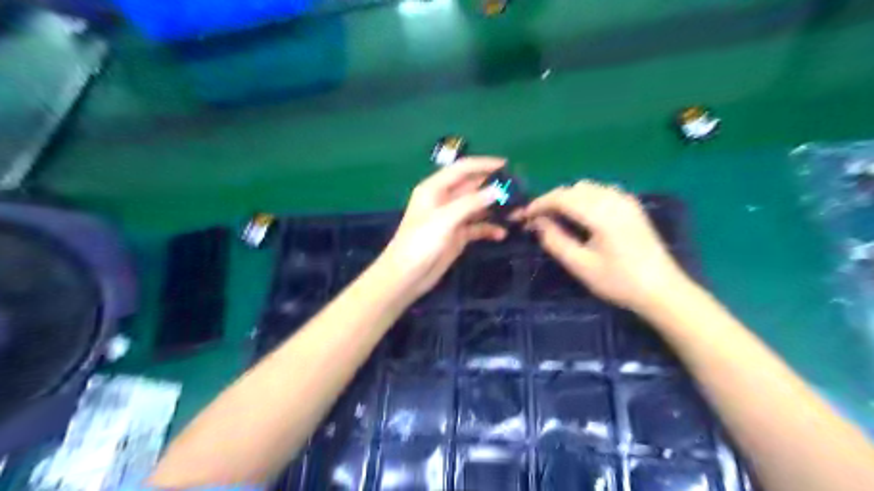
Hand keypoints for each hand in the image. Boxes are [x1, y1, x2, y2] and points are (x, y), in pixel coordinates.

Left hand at [380, 157, 509, 300]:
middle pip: (472, 186)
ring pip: (477, 207)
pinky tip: (501, 234)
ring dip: (494, 208)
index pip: (462, 169)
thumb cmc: (421, 242)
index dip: (483, 164)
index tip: (506, 164)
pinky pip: (477, 227)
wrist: (408, 275)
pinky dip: (489, 228)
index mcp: (435, 188)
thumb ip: (471, 203)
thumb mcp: (445, 219)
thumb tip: (497, 190)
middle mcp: (444, 200)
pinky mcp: (458, 235)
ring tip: (516, 210)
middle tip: (518, 188)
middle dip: (492, 186)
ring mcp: (452, 218)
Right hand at [514, 180, 692, 314]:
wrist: (663, 290)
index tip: (524, 217)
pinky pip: (600, 192)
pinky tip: (580, 217)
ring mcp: (625, 200)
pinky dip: (584, 199)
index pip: (561, 197)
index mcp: (601, 213)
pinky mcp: (632, 206)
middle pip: (573, 189)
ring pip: (587, 188)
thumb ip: (555, 240)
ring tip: (556, 219)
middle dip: (552, 200)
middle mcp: (613, 198)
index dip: (539, 204)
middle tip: (537, 221)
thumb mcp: (581, 265)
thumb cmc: (619, 281)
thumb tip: (537, 223)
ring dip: (568, 198)